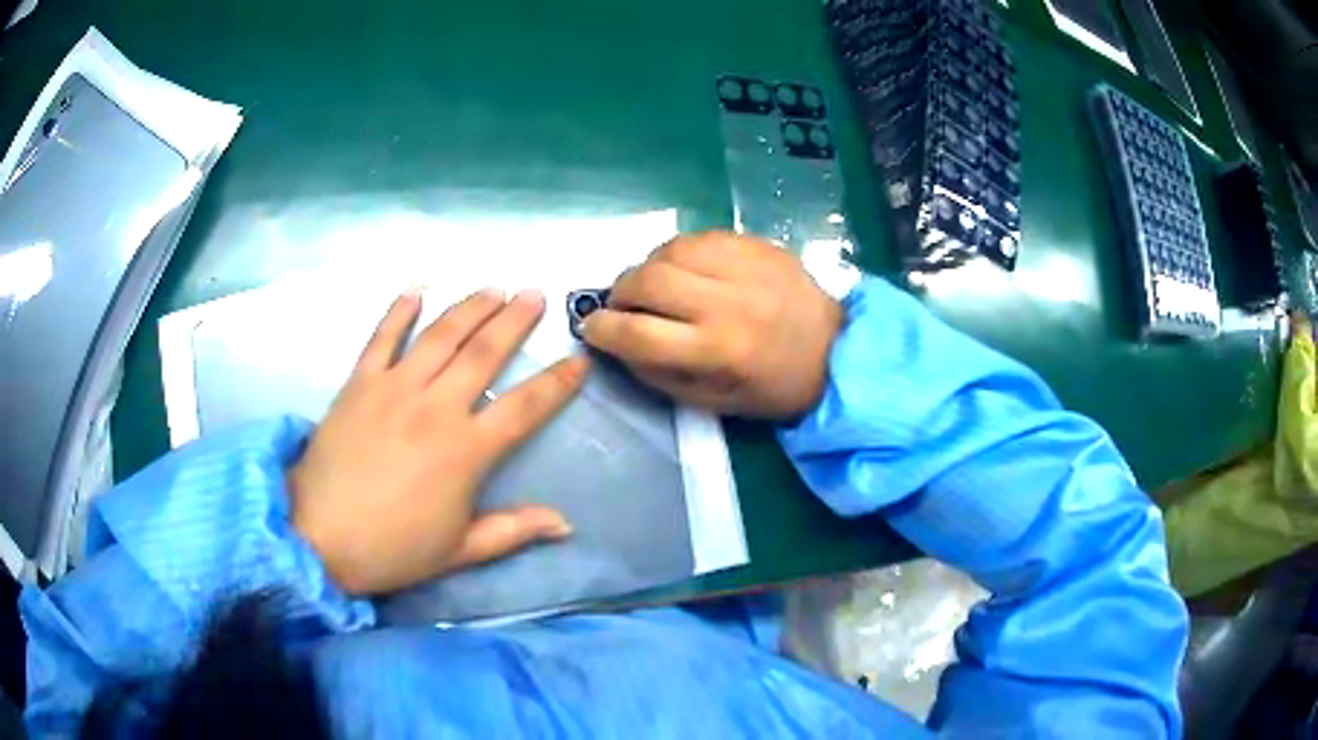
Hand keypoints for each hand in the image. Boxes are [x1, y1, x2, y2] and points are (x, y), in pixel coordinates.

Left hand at [289, 288, 589, 595]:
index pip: (524, 407)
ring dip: (469, 307)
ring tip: (493, 287)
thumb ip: (514, 530)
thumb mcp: (460, 551)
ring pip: (440, 335)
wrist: (319, 538)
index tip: (577, 360)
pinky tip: (416, 288)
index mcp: (466, 451)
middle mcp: (435, 407)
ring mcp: (394, 389)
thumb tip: (565, 524)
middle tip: (535, 295)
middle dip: (514, 320)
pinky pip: (382, 338)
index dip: (556, 383)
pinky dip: (398, 310)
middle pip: (484, 352)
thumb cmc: (394, 549)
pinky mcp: (358, 384)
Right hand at [581, 232, 841, 418]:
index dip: (602, 329)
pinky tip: (685, 267)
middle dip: (619, 292)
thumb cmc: (773, 387)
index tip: (592, 328)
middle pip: (647, 280)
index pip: (637, 333)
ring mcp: (746, 266)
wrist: (836, 352)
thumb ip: (660, 375)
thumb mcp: (714, 402)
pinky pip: (701, 236)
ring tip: (653, 283)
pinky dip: (680, 251)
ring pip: (670, 249)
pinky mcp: (759, 245)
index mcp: (718, 351)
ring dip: (648, 265)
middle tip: (621, 304)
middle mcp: (728, 303)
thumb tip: (617, 344)